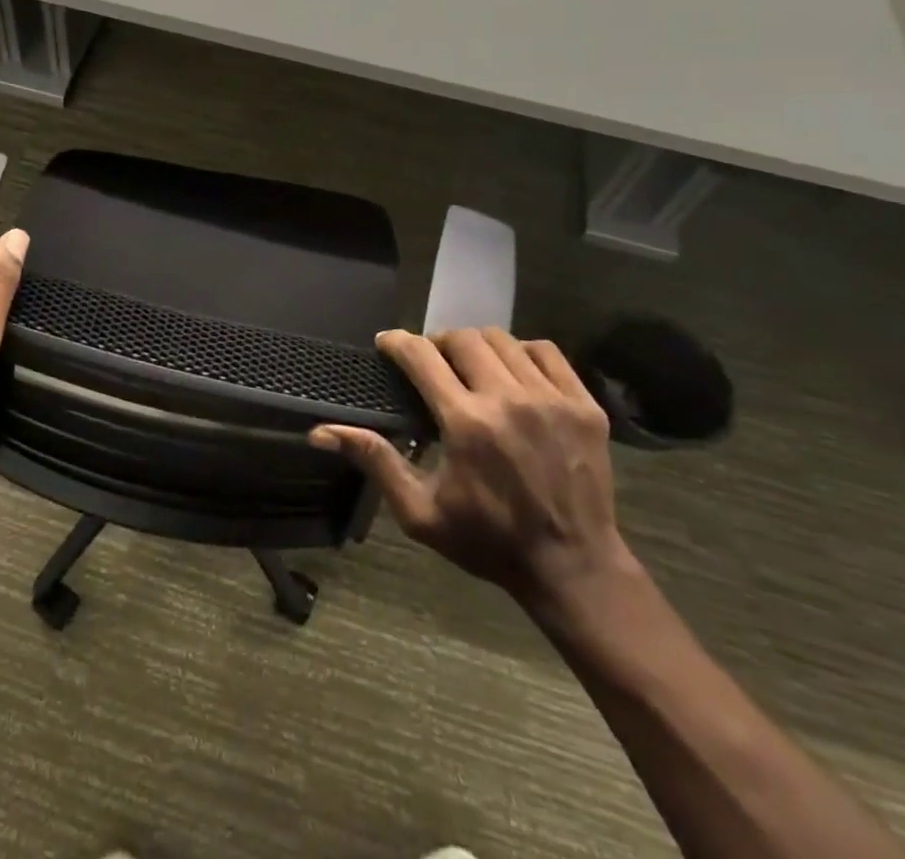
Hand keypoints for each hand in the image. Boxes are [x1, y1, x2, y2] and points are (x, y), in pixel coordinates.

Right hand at [311, 327, 627, 606]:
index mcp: (466, 423)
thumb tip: (321, 432)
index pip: (421, 355)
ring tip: (469, 366)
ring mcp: (552, 399)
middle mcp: (508, 399)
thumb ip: (374, 461)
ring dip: (476, 346)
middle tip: (429, 363)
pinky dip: (522, 352)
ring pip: (502, 340)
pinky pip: (546, 352)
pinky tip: (512, 372)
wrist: (573, 567)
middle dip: (436, 342)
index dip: (397, 342)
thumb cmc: (488, 540)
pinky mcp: (583, 405)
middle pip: (461, 338)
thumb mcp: (420, 512)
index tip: (386, 344)